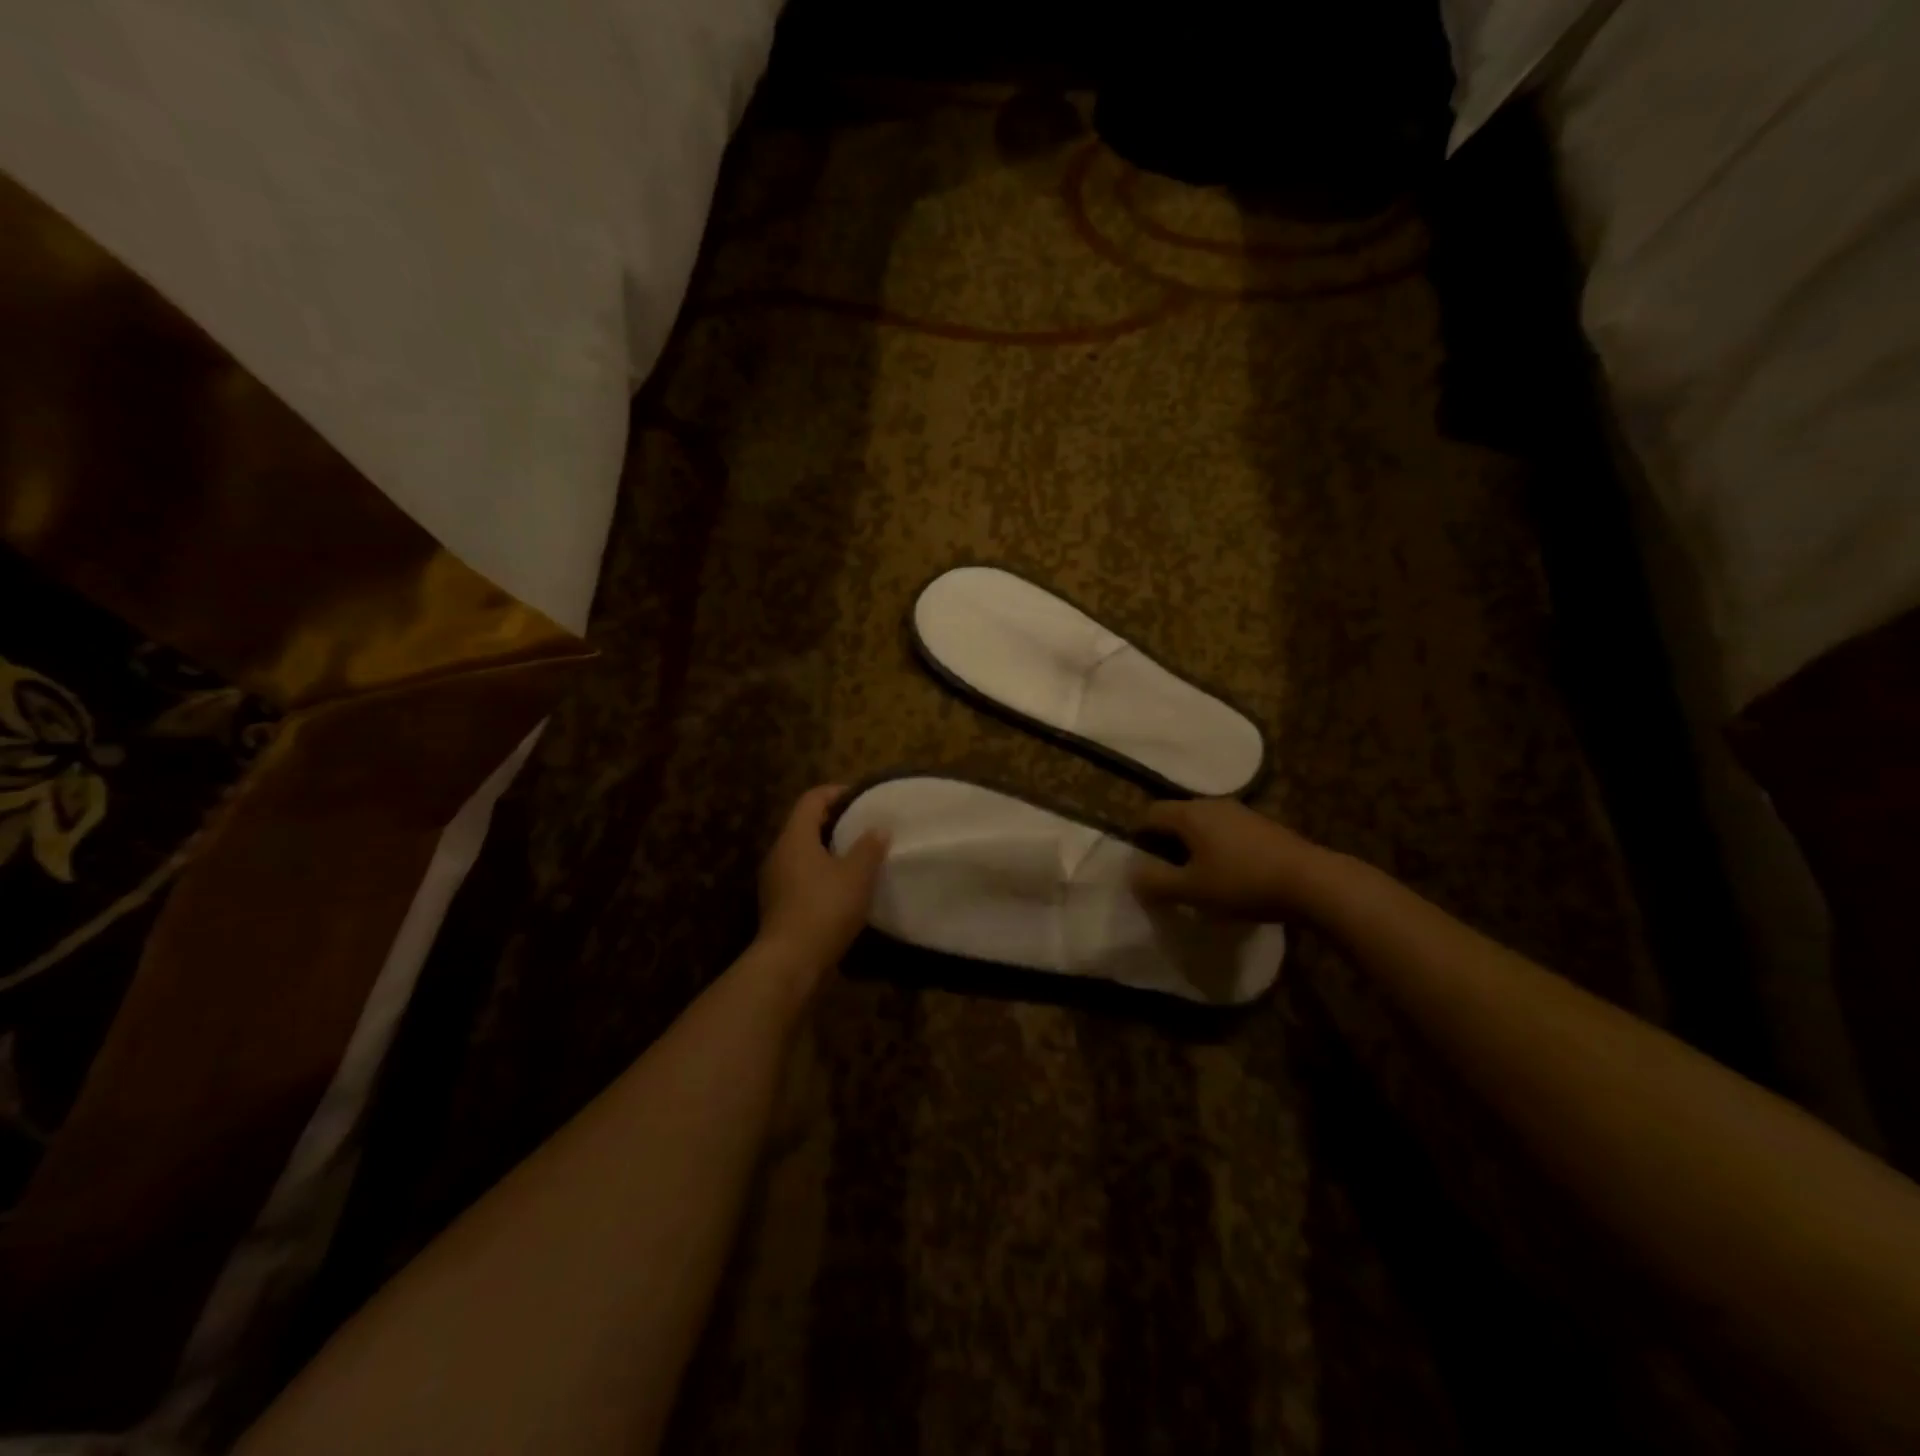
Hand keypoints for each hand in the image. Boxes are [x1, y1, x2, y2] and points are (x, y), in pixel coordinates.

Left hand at [756, 785, 889, 974]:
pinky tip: (843, 888)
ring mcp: (774, 880)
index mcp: (795, 837)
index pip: (812, 799)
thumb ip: (869, 847)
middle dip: (835, 822)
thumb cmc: (825, 908)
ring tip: (858, 857)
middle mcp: (778, 853)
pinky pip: (801, 876)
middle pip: (805, 824)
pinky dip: (821, 873)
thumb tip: (878, 828)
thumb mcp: (857, 875)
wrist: (790, 962)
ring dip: (828, 850)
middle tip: (864, 826)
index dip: (837, 792)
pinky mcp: (778, 904)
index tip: (862, 798)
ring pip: (803, 852)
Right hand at [1130, 799, 1334, 922]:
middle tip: (1164, 873)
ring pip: (1202, 825)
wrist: (1312, 882)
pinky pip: (1225, 833)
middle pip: (1176, 817)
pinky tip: (1227, 876)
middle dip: (1165, 843)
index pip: (1149, 813)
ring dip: (1192, 847)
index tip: (1139, 862)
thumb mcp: (1191, 889)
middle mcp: (1212, 804)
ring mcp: (1241, 813)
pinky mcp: (1263, 827)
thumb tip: (1131, 873)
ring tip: (1196, 877)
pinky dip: (1216, 849)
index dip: (1137, 835)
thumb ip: (1155, 881)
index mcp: (1190, 814)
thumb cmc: (1242, 882)